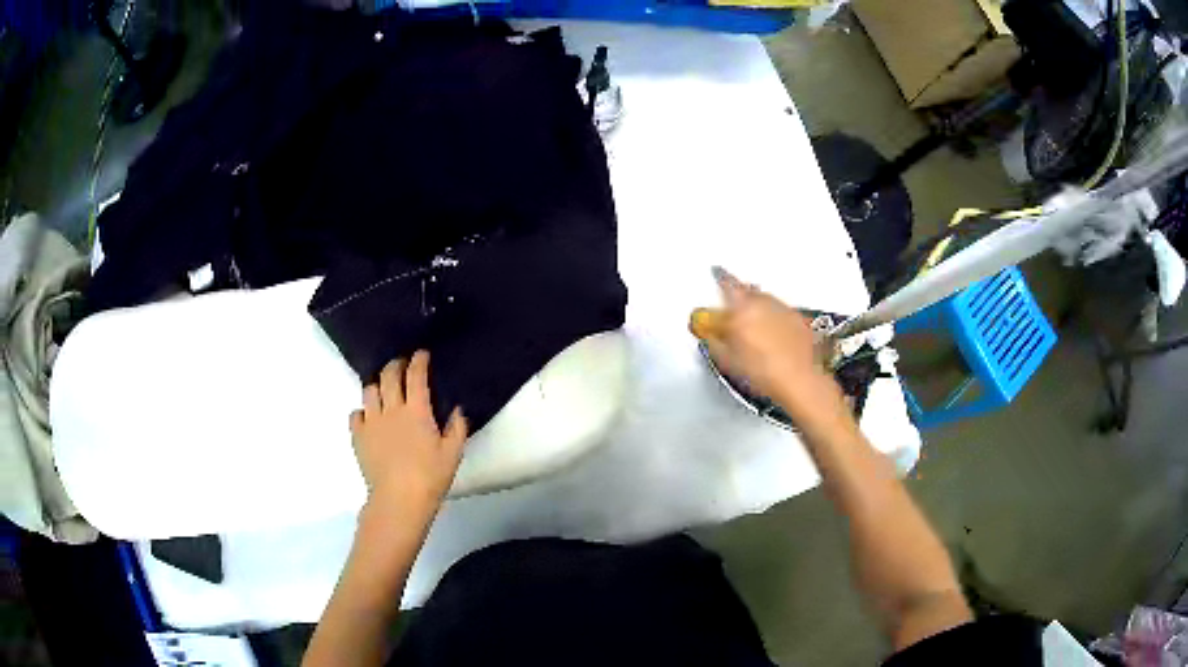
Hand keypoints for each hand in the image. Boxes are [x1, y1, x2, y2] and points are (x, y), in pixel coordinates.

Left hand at [349, 351, 467, 524]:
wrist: (399, 499)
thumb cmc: (430, 477)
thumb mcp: (453, 454)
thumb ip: (457, 428)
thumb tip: (457, 410)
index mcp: (416, 411)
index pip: (416, 375)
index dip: (418, 360)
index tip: (421, 354)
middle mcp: (391, 409)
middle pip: (388, 375)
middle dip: (395, 365)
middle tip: (401, 364)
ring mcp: (371, 422)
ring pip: (369, 390)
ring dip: (377, 385)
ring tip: (383, 390)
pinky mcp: (358, 436)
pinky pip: (356, 414)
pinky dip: (363, 411)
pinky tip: (369, 417)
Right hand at [703, 267, 843, 423]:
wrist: (798, 380)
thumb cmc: (763, 372)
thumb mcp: (727, 361)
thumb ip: (713, 341)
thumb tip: (708, 333)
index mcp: (741, 309)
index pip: (727, 284)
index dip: (720, 279)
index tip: (716, 274)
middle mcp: (763, 302)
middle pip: (747, 291)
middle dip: (739, 299)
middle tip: (734, 315)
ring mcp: (783, 309)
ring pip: (765, 301)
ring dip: (757, 308)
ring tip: (755, 330)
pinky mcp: (798, 319)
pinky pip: (781, 312)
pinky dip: (774, 319)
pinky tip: (773, 337)